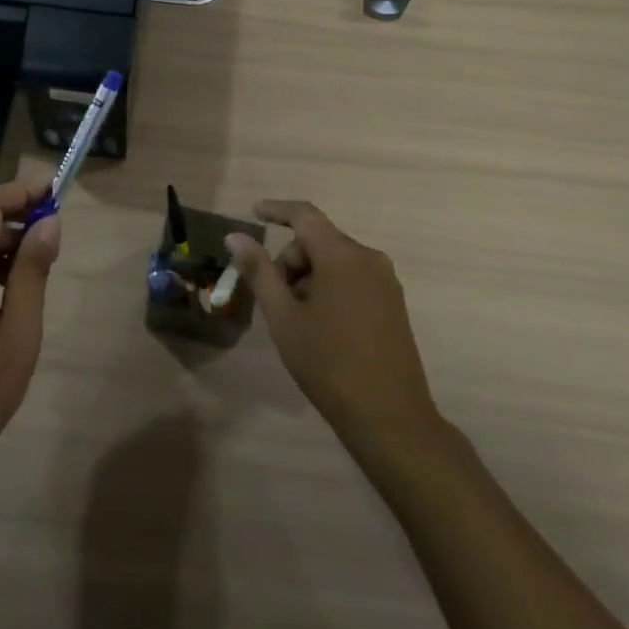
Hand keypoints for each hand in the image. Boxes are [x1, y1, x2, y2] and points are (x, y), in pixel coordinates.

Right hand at [227, 201, 441, 472]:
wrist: (391, 419)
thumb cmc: (329, 364)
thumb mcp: (284, 318)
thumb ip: (259, 271)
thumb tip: (235, 236)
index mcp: (342, 256)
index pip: (304, 215)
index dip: (276, 210)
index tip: (253, 212)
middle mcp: (369, 259)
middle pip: (318, 240)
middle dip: (290, 260)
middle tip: (276, 300)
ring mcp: (386, 281)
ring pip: (335, 260)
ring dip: (309, 277)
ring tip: (298, 320)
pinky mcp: (393, 303)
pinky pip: (352, 277)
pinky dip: (330, 287)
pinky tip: (322, 325)